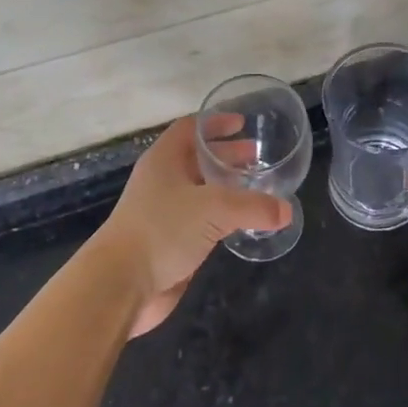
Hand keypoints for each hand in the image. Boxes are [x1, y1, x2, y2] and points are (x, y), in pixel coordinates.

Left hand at [98, 117, 289, 337]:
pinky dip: (222, 217)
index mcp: (165, 160)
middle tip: (258, 157)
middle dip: (227, 156)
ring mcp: (165, 213)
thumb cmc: (163, 229)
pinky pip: (202, 221)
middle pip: (197, 159)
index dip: (215, 122)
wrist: (121, 284)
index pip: (190, 129)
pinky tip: (243, 222)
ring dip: (226, 187)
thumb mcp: (214, 209)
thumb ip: (253, 206)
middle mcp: (163, 181)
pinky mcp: (171, 242)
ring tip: (258, 188)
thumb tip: (286, 211)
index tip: (242, 123)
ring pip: (201, 191)